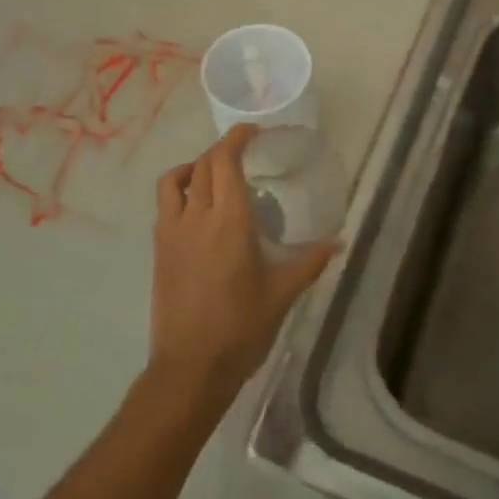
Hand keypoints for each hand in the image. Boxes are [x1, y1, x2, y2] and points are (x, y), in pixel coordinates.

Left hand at [148, 124, 340, 406]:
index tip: (253, 131)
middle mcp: (196, 217)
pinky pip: (165, 206)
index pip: (225, 161)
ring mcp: (171, 233)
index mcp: (229, 221)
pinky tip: (199, 212)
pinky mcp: (159, 250)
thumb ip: (310, 262)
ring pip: (174, 180)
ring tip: (213, 176)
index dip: (237, 138)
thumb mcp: (282, 293)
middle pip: (202, 164)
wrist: (190, 367)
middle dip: (222, 150)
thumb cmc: (242, 328)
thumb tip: (338, 242)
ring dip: (194, 167)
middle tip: (243, 152)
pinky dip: (180, 192)